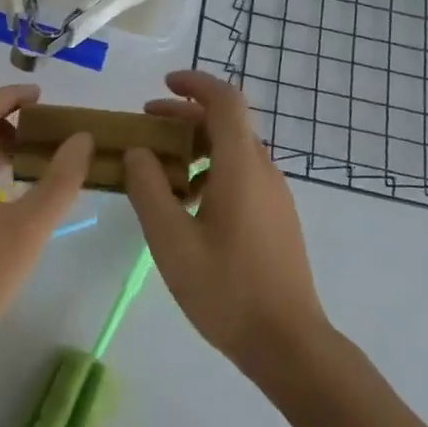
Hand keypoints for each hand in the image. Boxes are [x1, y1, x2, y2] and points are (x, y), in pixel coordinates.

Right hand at [123, 70, 330, 377]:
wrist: (289, 343)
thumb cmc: (226, 290)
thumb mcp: (171, 241)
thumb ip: (148, 190)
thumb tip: (138, 152)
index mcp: (241, 167)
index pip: (225, 101)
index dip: (195, 83)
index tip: (163, 85)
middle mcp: (264, 170)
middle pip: (227, 122)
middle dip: (185, 115)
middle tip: (146, 124)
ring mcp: (275, 194)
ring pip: (234, 149)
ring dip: (196, 144)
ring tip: (159, 168)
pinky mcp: (277, 216)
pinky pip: (242, 174)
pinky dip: (211, 168)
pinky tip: (187, 203)